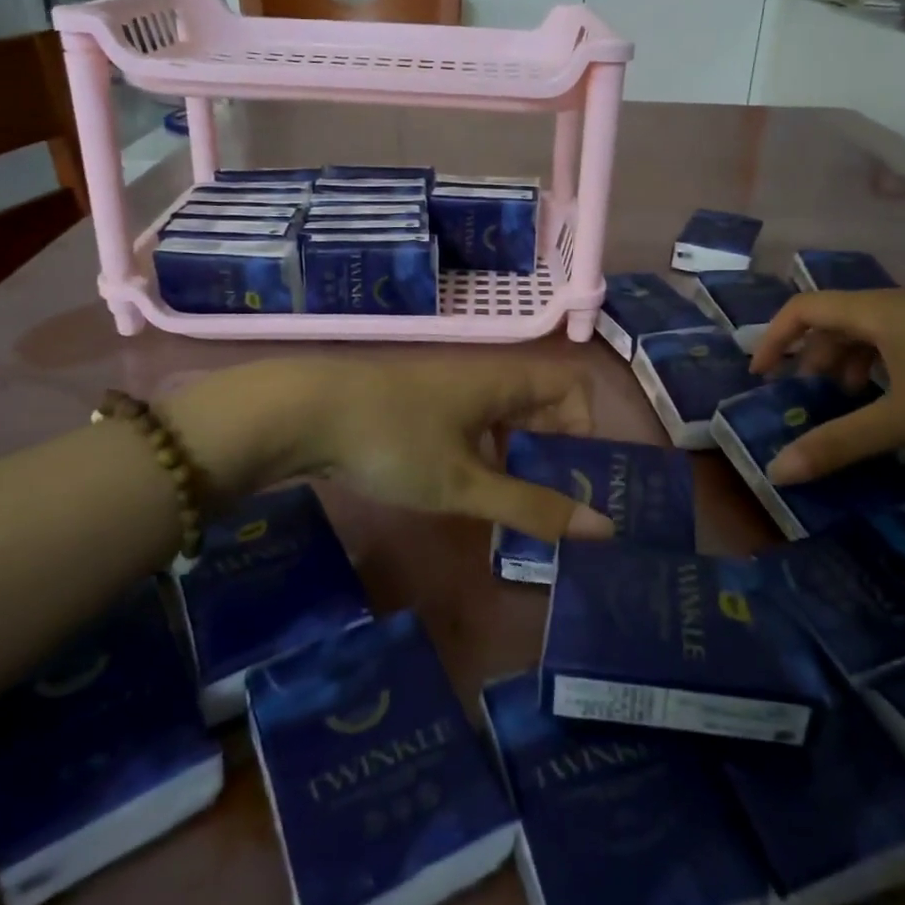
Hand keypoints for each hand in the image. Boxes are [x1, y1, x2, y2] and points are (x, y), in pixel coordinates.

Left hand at [171, 357, 612, 541]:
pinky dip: (487, 454)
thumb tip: (602, 526)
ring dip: (522, 456)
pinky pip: (474, 426)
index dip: (586, 428)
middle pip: (543, 403)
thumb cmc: (394, 442)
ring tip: (518, 505)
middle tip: (556, 505)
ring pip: (506, 418)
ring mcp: (449, 390)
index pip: (573, 387)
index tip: (577, 479)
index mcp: (505, 381)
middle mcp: (484, 377)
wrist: (301, 414)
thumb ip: (532, 506)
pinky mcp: (421, 407)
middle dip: (557, 450)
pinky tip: (471, 491)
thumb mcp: (465, 483)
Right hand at [749, 291, 904, 482]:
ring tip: (852, 404)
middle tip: (808, 400)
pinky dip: (882, 367)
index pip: (803, 308)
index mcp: (874, 312)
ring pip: (870, 333)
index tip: (762, 376)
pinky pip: (900, 342)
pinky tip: (901, 399)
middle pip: (835, 322)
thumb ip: (842, 443)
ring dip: (848, 364)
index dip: (774, 337)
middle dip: (812, 359)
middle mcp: (896, 306)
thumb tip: (779, 470)